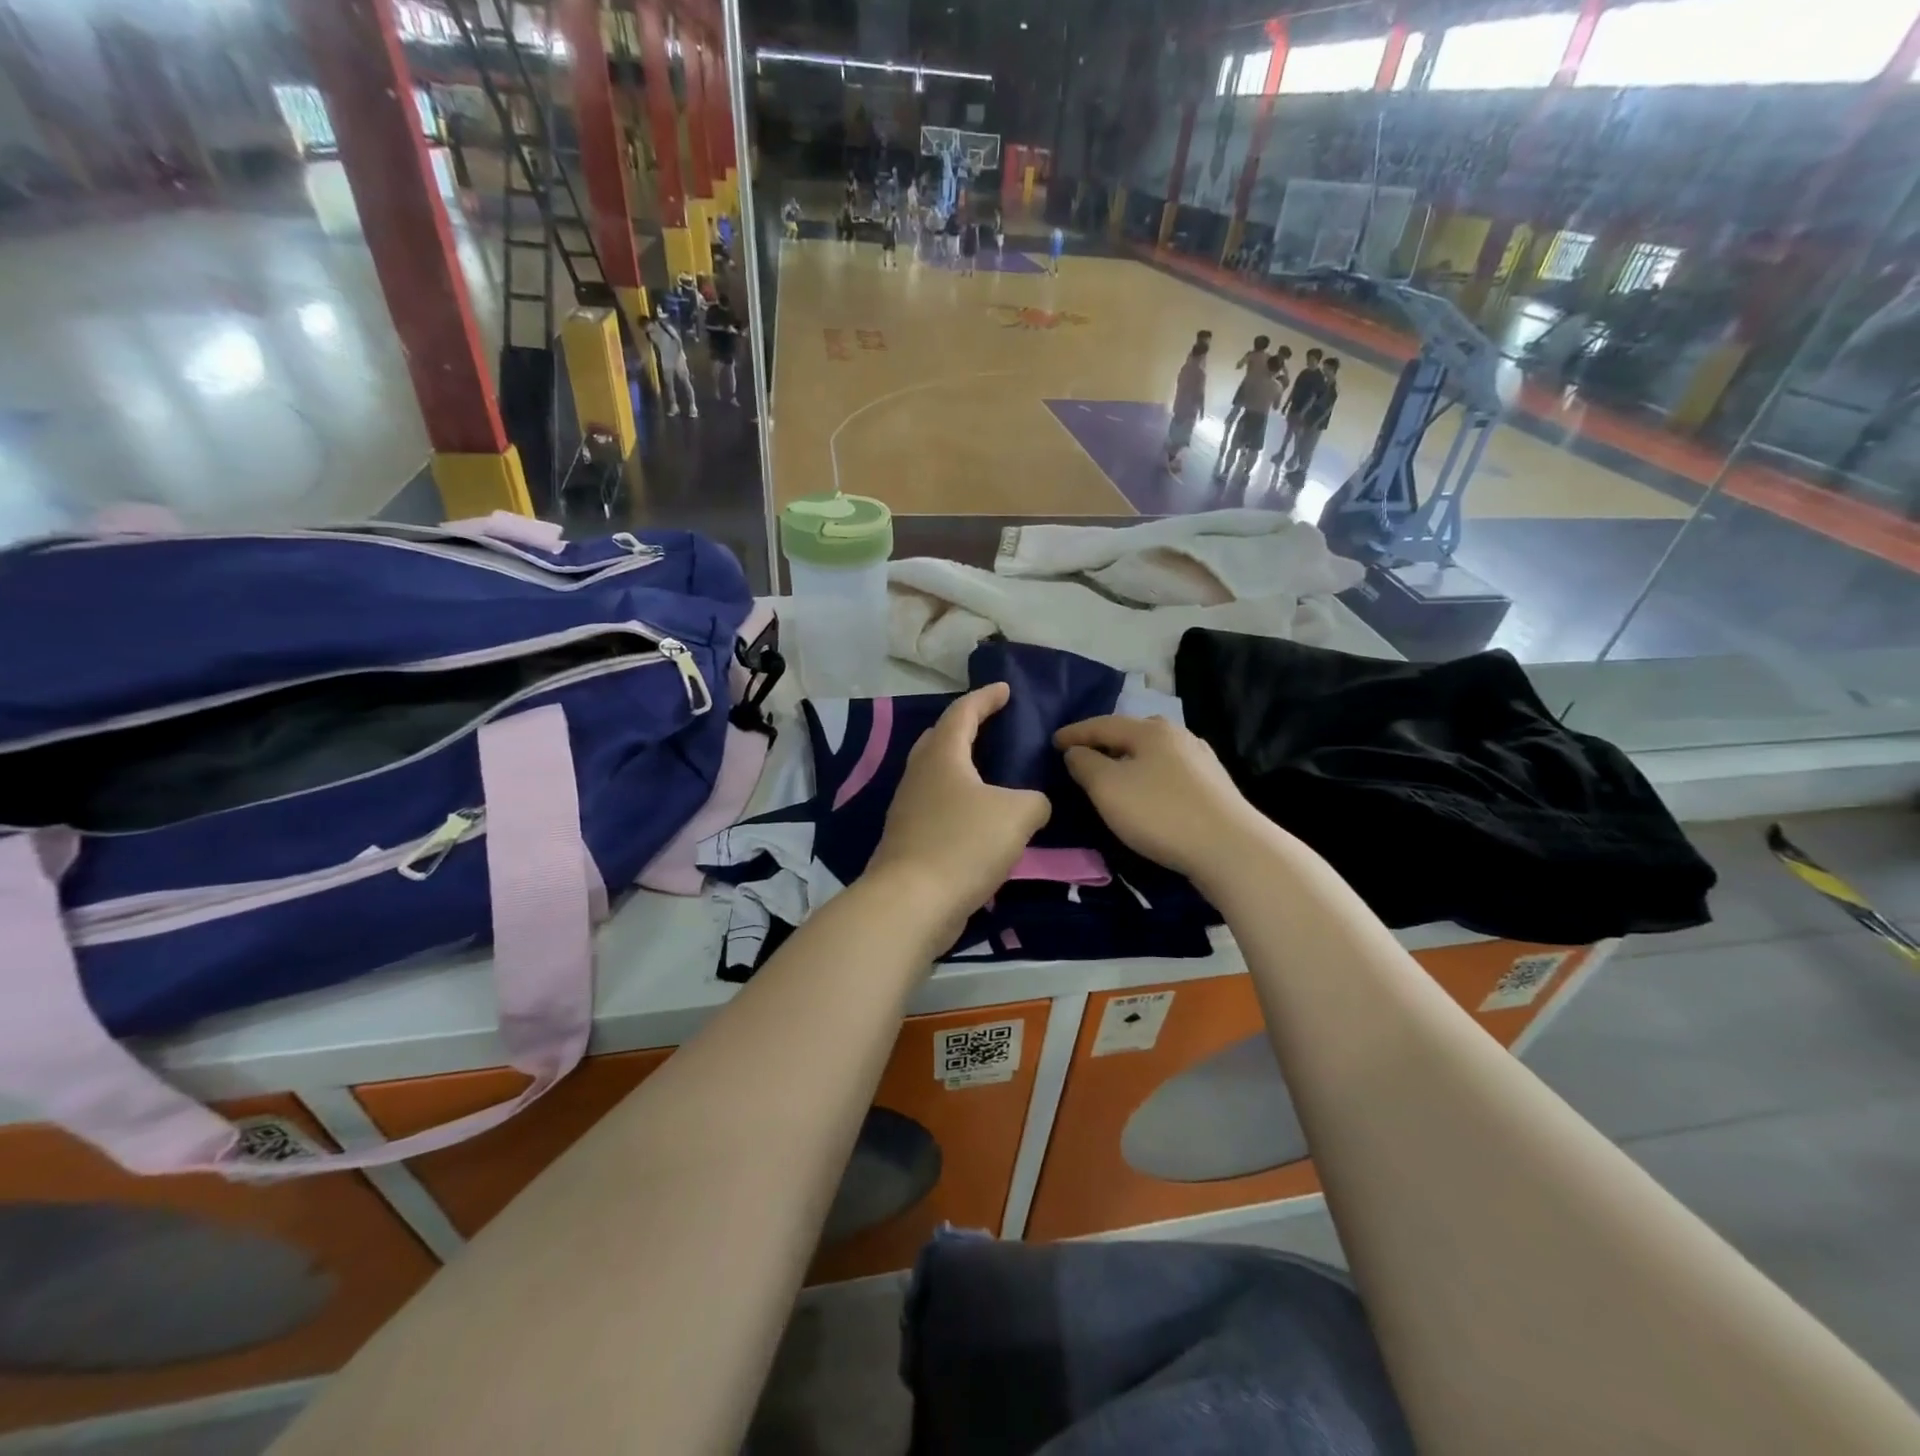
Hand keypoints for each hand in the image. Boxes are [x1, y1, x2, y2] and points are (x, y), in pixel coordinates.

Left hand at [867, 683, 1050, 944]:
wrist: (911, 903)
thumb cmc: (963, 844)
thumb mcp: (1018, 815)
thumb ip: (1034, 800)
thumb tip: (1031, 804)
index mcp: (941, 755)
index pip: (963, 712)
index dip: (986, 698)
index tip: (1005, 689)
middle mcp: (919, 775)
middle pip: (939, 739)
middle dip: (965, 727)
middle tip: (991, 725)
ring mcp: (908, 808)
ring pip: (936, 775)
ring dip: (962, 768)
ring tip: (990, 773)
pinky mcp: (908, 840)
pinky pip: (937, 807)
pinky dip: (959, 802)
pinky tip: (979, 818)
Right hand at [1054, 715, 1269, 887]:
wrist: (1230, 848)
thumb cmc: (1159, 813)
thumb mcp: (1108, 788)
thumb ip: (1085, 764)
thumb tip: (1076, 751)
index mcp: (1150, 730)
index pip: (1102, 724)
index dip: (1074, 733)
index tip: (1053, 742)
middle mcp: (1178, 735)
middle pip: (1132, 734)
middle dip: (1105, 743)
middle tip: (1084, 756)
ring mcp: (1201, 759)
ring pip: (1154, 753)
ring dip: (1129, 761)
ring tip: (1113, 775)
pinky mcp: (1214, 785)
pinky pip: (1170, 772)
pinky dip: (1149, 776)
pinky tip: (1148, 792)